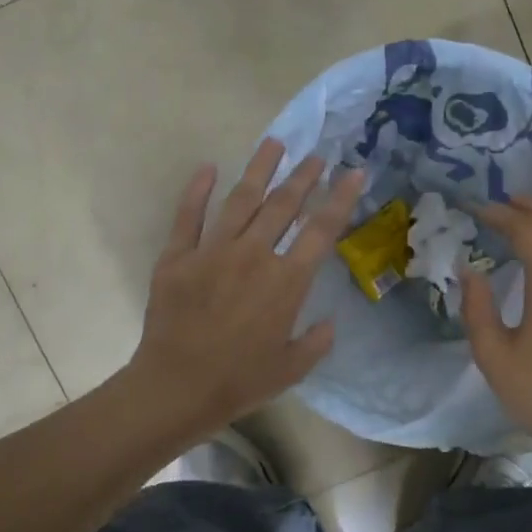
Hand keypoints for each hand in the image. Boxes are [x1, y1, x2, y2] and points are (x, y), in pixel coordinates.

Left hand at [127, 140, 363, 443]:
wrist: (177, 387)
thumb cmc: (240, 381)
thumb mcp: (292, 368)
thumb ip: (316, 342)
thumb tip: (327, 323)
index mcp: (286, 281)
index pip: (321, 230)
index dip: (340, 198)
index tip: (354, 173)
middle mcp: (253, 255)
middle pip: (283, 205)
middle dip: (303, 176)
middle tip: (316, 155)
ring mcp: (212, 251)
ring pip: (240, 199)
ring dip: (260, 169)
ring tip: (274, 143)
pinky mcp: (177, 257)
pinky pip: (188, 216)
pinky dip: (197, 190)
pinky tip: (208, 168)